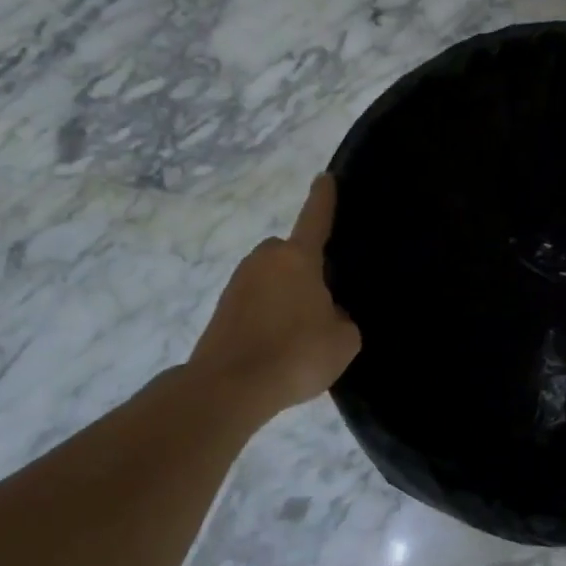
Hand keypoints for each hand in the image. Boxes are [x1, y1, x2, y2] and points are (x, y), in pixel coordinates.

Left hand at [187, 175, 361, 423]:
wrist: (229, 388)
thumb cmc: (295, 353)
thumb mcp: (344, 339)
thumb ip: (342, 318)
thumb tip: (328, 315)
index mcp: (298, 258)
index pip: (315, 219)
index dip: (323, 198)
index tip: (325, 177)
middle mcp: (265, 261)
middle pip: (290, 253)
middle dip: (304, 268)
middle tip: (321, 299)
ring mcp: (237, 284)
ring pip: (271, 279)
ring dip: (284, 295)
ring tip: (301, 332)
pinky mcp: (221, 310)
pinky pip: (256, 303)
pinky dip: (268, 316)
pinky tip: (279, 347)